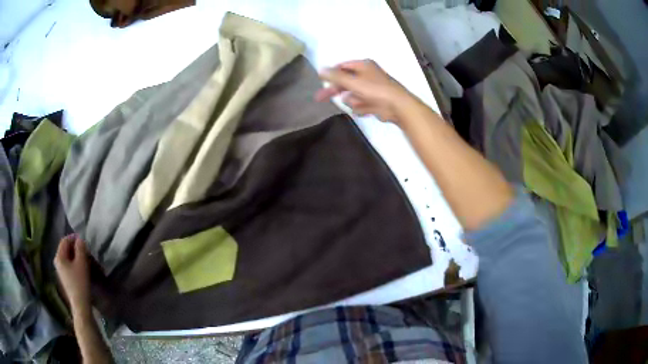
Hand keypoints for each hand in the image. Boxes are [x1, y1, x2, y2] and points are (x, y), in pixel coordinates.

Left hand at [54, 234, 90, 315]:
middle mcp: (58, 262)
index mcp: (59, 256)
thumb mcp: (82, 263)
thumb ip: (80, 248)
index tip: (84, 241)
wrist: (80, 305)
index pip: (65, 240)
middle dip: (76, 248)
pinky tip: (83, 270)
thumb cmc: (80, 283)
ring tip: (87, 261)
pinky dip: (76, 264)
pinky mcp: (66, 279)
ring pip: (69, 258)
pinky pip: (70, 266)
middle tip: (87, 251)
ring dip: (77, 257)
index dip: (74, 238)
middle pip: (66, 249)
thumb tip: (80, 239)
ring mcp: (61, 271)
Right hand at [315, 59, 412, 122]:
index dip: (331, 74)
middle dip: (337, 90)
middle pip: (345, 82)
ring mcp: (371, 89)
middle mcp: (367, 75)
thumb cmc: (375, 90)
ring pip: (352, 95)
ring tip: (360, 103)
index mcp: (363, 65)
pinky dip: (361, 108)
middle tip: (320, 98)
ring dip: (353, 101)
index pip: (342, 66)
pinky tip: (366, 109)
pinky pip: (360, 104)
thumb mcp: (352, 81)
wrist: (397, 106)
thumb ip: (335, 76)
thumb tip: (320, 69)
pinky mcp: (374, 102)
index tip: (321, 81)